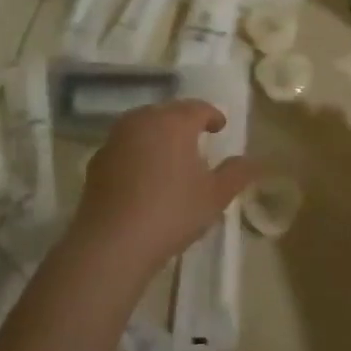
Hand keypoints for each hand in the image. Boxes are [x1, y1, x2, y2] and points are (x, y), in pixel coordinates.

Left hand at [65, 101, 256, 274]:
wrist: (112, 242)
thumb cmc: (172, 212)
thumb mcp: (216, 195)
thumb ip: (237, 173)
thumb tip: (254, 160)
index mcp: (174, 122)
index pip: (198, 108)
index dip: (212, 116)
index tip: (220, 127)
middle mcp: (142, 121)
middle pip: (168, 112)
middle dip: (184, 121)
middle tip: (197, 138)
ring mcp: (115, 140)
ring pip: (143, 126)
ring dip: (159, 135)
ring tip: (171, 155)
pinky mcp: (97, 161)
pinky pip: (125, 147)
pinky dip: (138, 152)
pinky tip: (144, 175)